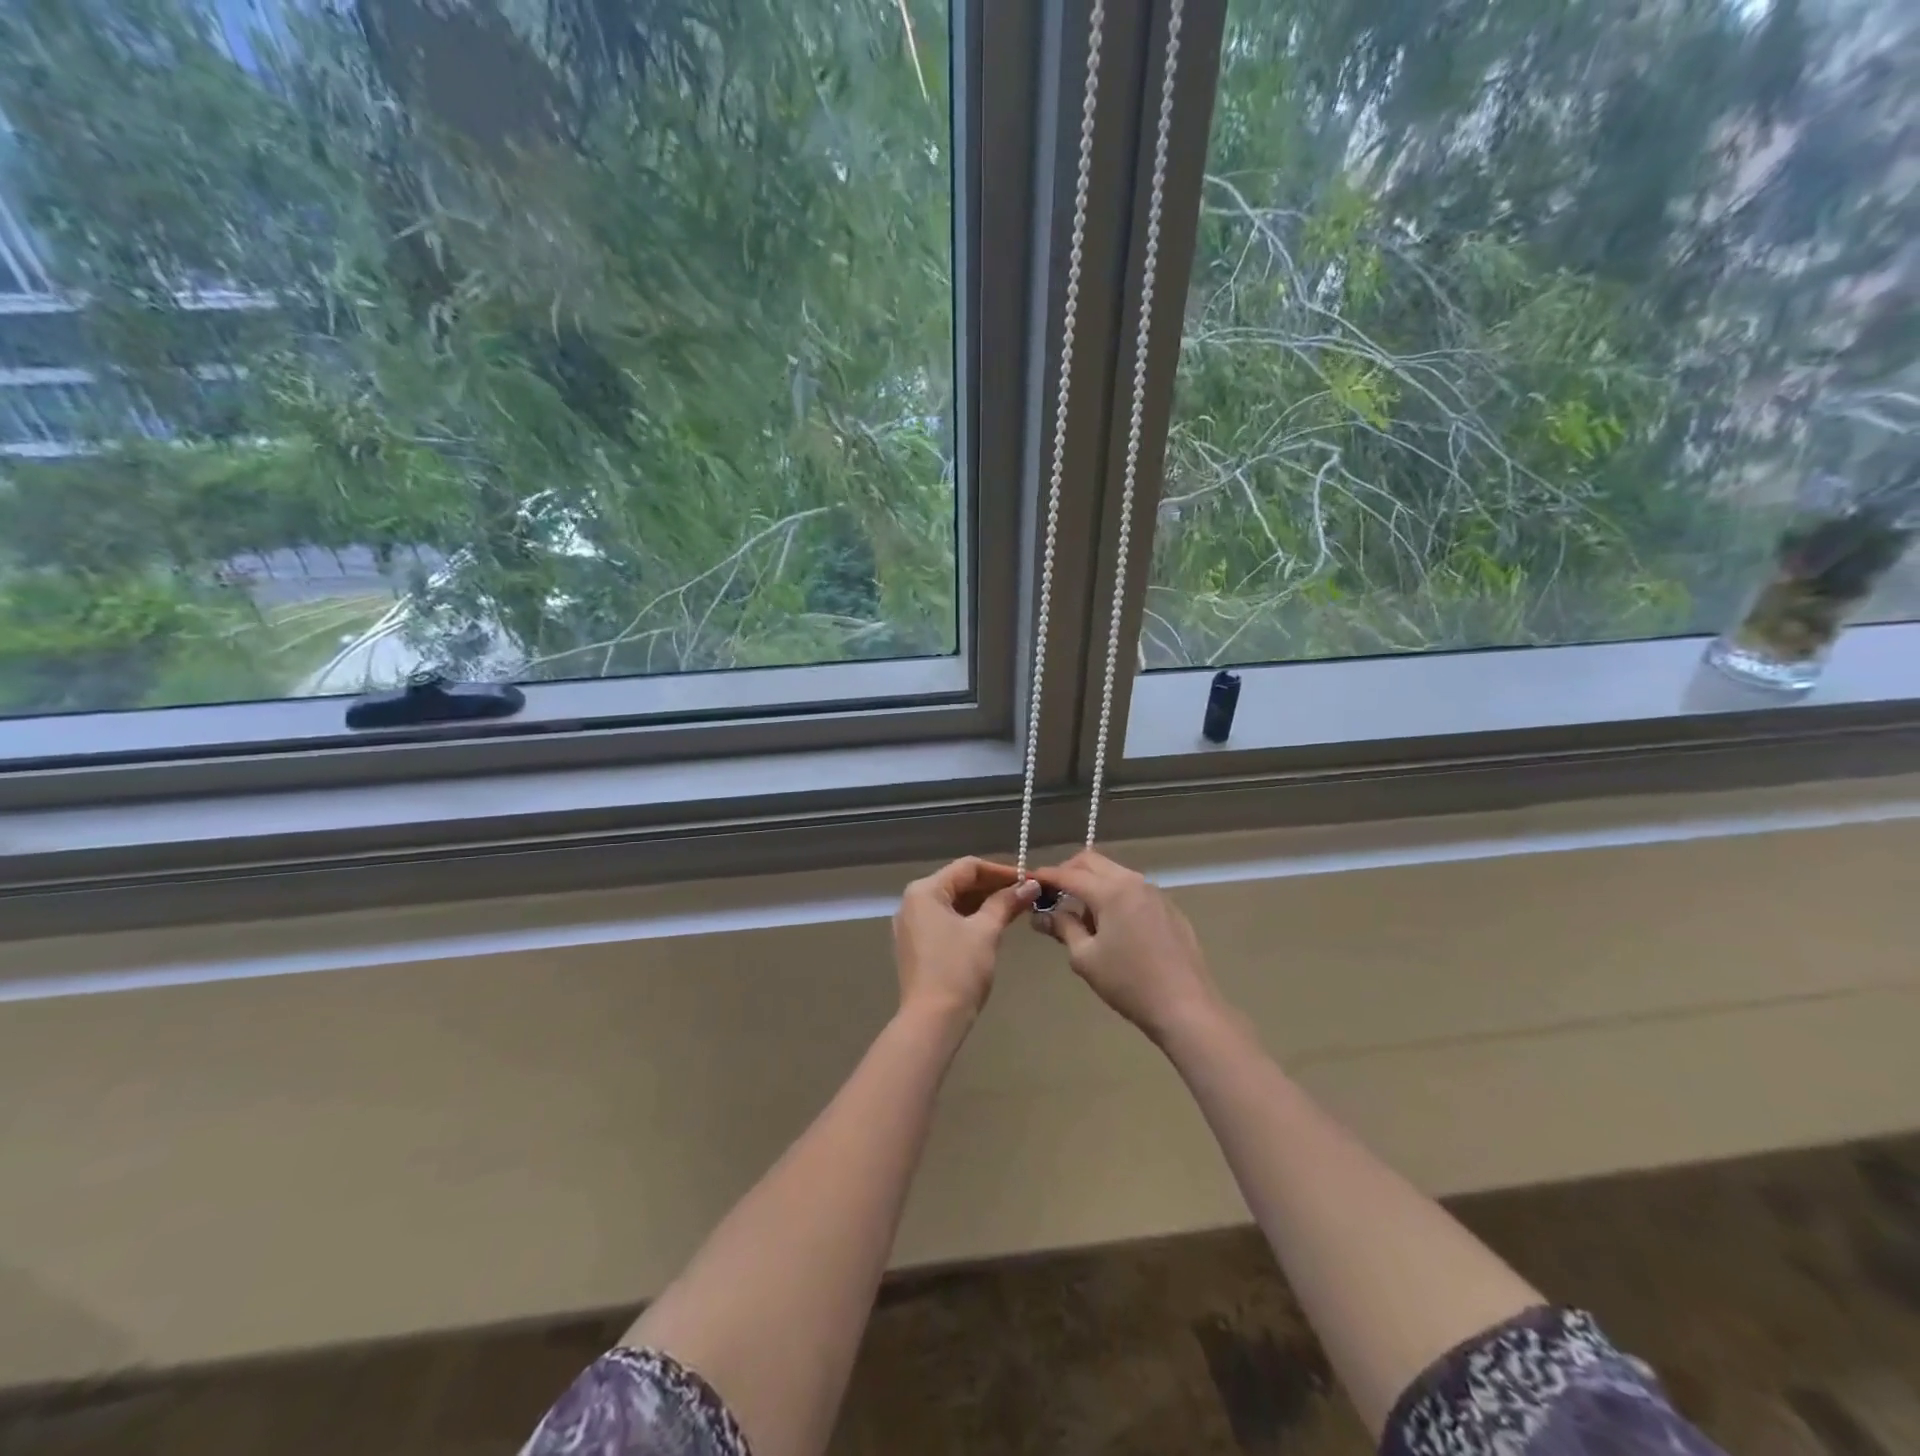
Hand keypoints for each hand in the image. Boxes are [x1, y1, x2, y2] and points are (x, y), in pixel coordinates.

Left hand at [892, 857, 1039, 1021]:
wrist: (932, 1020)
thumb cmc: (959, 970)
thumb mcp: (986, 931)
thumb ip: (1006, 903)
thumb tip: (1030, 885)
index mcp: (924, 891)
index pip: (968, 867)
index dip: (1001, 871)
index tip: (1029, 880)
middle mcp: (913, 902)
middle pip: (959, 883)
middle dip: (993, 887)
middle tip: (1026, 894)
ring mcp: (912, 924)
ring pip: (953, 903)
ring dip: (983, 903)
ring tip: (1015, 908)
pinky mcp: (916, 945)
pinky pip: (946, 920)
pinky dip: (970, 919)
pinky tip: (994, 924)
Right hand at [1031, 850, 1223, 1043]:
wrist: (1186, 1007)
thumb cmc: (1129, 983)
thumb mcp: (1085, 958)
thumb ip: (1063, 928)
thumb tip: (1042, 914)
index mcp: (1111, 891)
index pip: (1069, 874)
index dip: (1046, 876)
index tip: (1028, 881)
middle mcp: (1134, 882)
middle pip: (1093, 862)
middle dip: (1069, 872)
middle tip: (1053, 895)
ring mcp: (1155, 893)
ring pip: (1115, 874)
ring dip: (1093, 884)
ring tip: (1082, 917)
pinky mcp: (1169, 909)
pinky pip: (1134, 890)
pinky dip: (1115, 896)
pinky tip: (1113, 927)